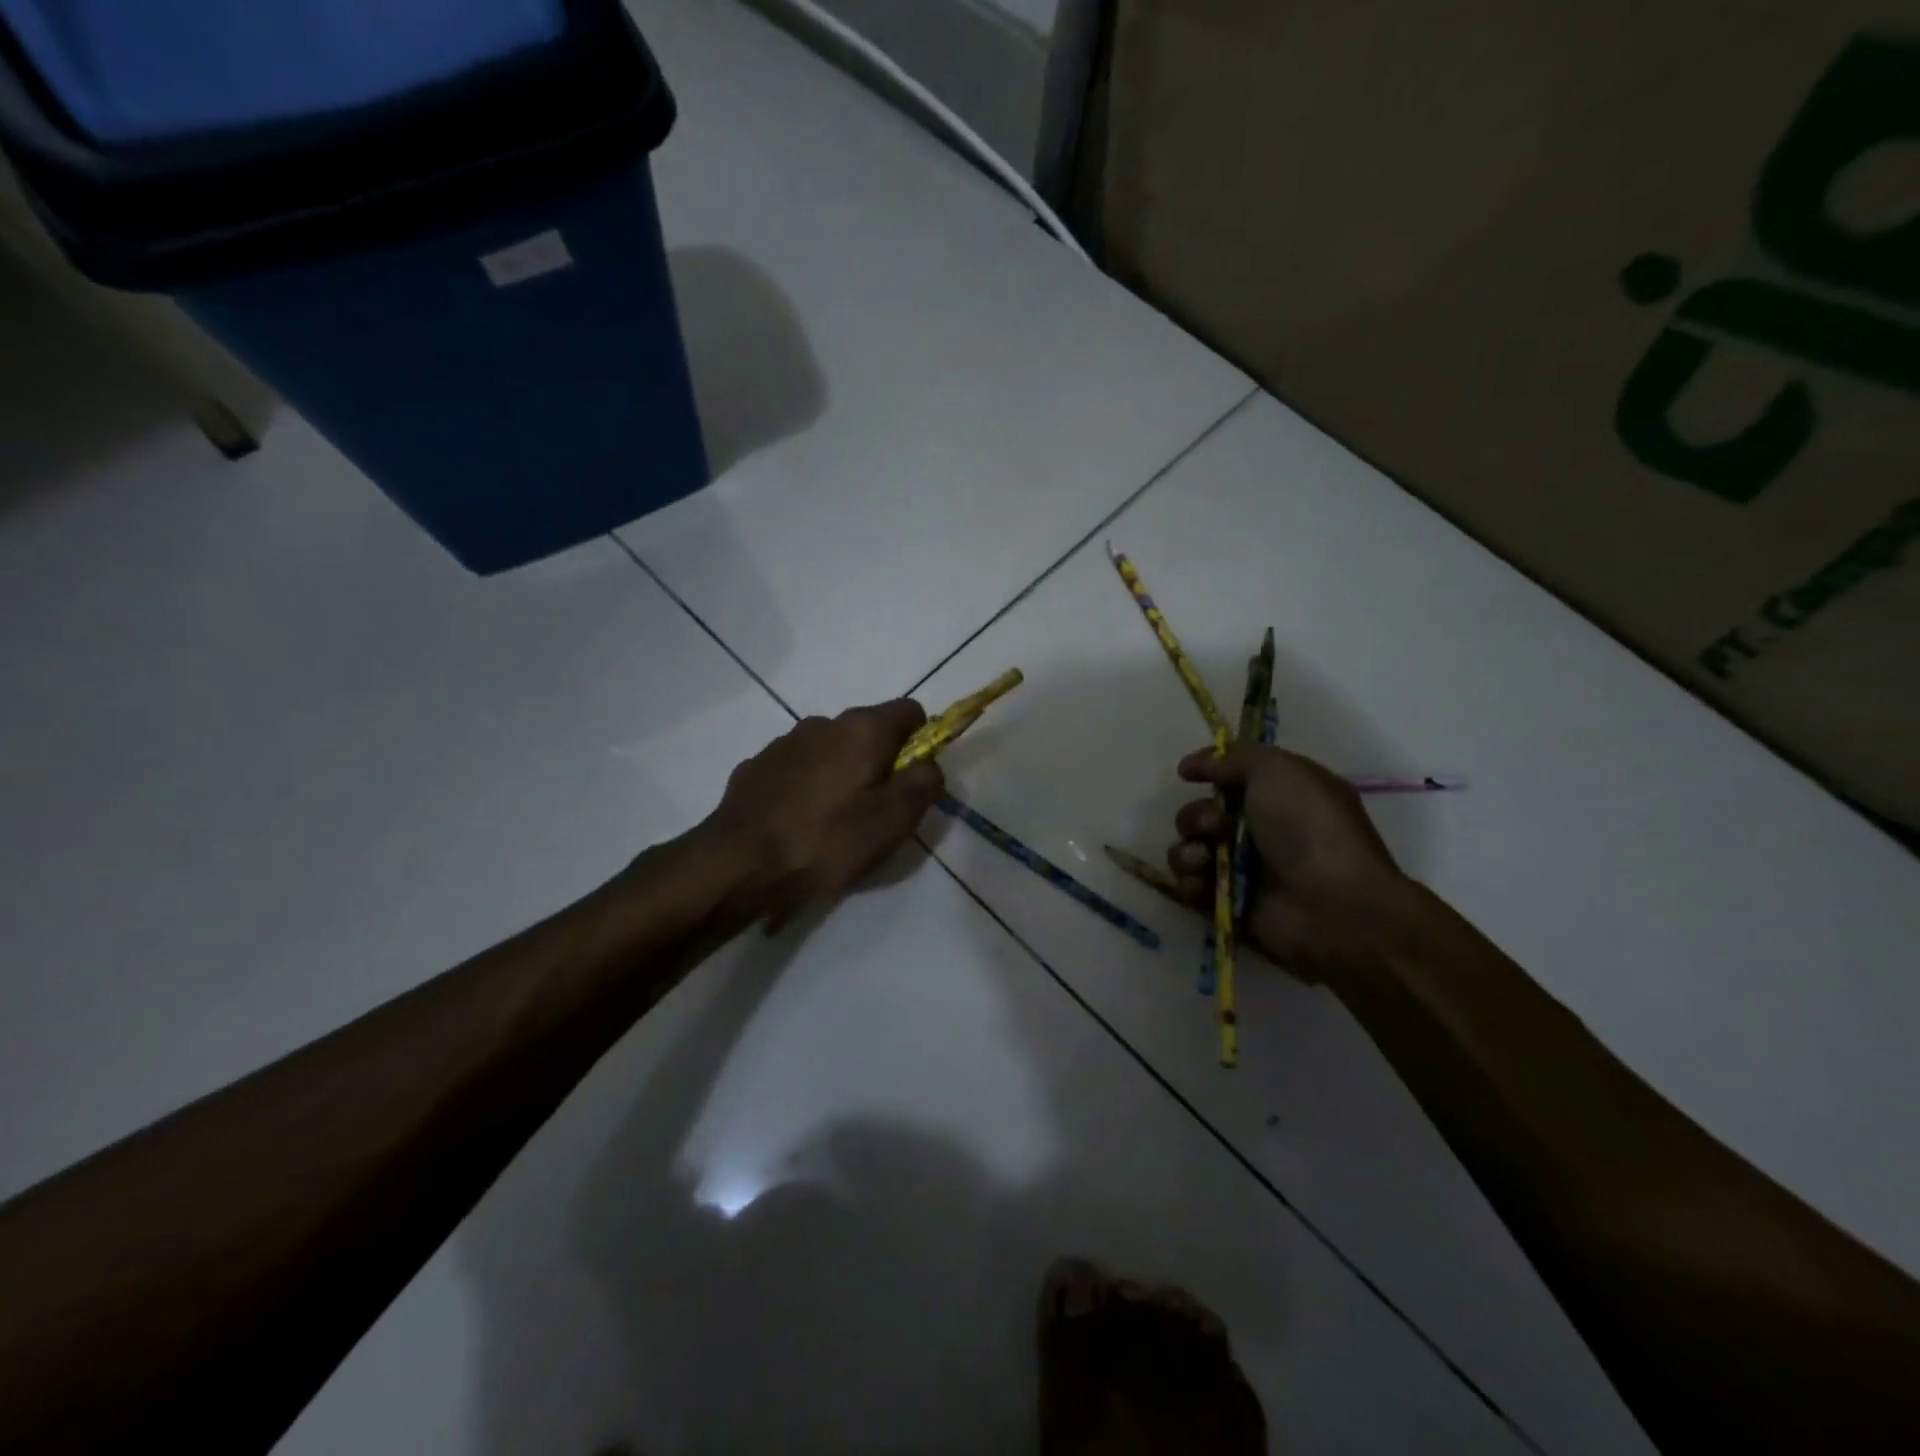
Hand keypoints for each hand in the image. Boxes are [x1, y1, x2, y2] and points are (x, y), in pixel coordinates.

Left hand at [707, 699, 944, 925]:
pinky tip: (799, 824)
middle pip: (869, 732)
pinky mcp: (756, 766)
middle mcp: (824, 722)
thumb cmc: (826, 841)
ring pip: (831, 750)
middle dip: (880, 763)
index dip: (922, 742)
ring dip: (842, 774)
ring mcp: (784, 742)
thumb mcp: (894, 820)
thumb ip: (924, 783)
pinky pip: (798, 768)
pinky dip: (807, 787)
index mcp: (862, 728)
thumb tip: (929, 765)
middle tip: (876, 812)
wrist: (738, 864)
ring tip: (834, 823)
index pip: (910, 711)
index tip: (913, 781)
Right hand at [1168, 745, 1406, 981]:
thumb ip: (1234, 757)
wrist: (1333, 905)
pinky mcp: (1229, 903)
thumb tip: (1196, 764)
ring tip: (1205, 859)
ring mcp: (1244, 870)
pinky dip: (1190, 882)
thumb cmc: (1310, 829)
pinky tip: (1203, 883)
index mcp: (1282, 795)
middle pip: (1203, 814)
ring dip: (1188, 850)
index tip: (1187, 774)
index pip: (1233, 776)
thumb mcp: (1279, 770)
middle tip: (1215, 826)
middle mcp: (1262, 830)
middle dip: (1197, 817)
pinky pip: (1189, 886)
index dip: (1209, 771)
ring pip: (1190, 849)